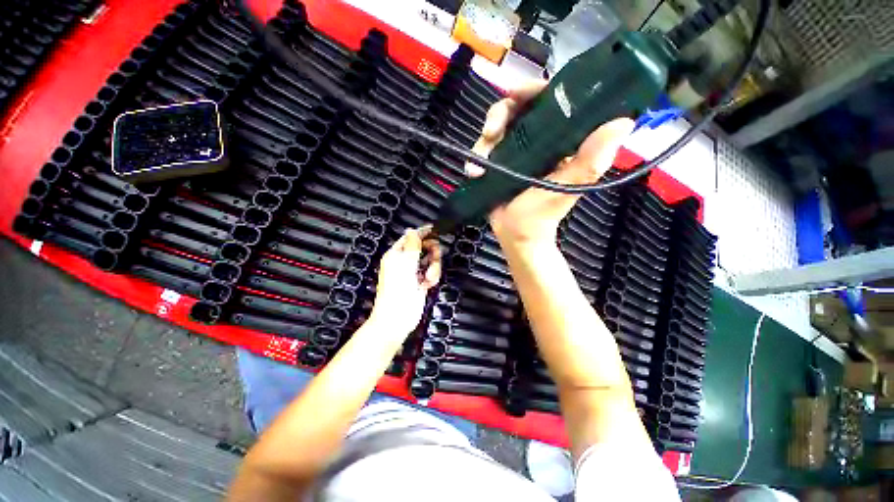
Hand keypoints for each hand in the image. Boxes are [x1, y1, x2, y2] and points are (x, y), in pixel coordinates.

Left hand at [369, 226, 441, 336]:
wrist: (397, 318)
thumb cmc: (398, 290)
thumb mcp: (405, 264)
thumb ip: (411, 245)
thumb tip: (412, 229)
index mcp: (396, 255)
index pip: (410, 238)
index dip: (422, 233)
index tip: (435, 229)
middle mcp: (405, 262)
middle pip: (424, 248)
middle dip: (431, 253)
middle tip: (434, 258)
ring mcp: (413, 272)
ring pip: (430, 261)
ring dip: (433, 268)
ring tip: (428, 278)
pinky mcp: (421, 282)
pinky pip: (431, 273)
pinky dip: (432, 277)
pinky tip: (428, 284)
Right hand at [466, 80, 634, 246]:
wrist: (516, 236)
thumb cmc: (541, 216)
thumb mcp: (566, 190)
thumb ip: (590, 162)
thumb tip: (623, 122)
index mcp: (560, 140)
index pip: (551, 101)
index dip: (534, 90)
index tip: (517, 93)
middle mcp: (538, 140)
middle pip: (517, 109)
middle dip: (499, 115)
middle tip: (489, 131)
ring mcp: (515, 151)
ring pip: (496, 128)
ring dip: (483, 142)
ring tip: (477, 168)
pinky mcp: (498, 162)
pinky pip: (485, 147)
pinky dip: (476, 155)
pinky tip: (473, 171)